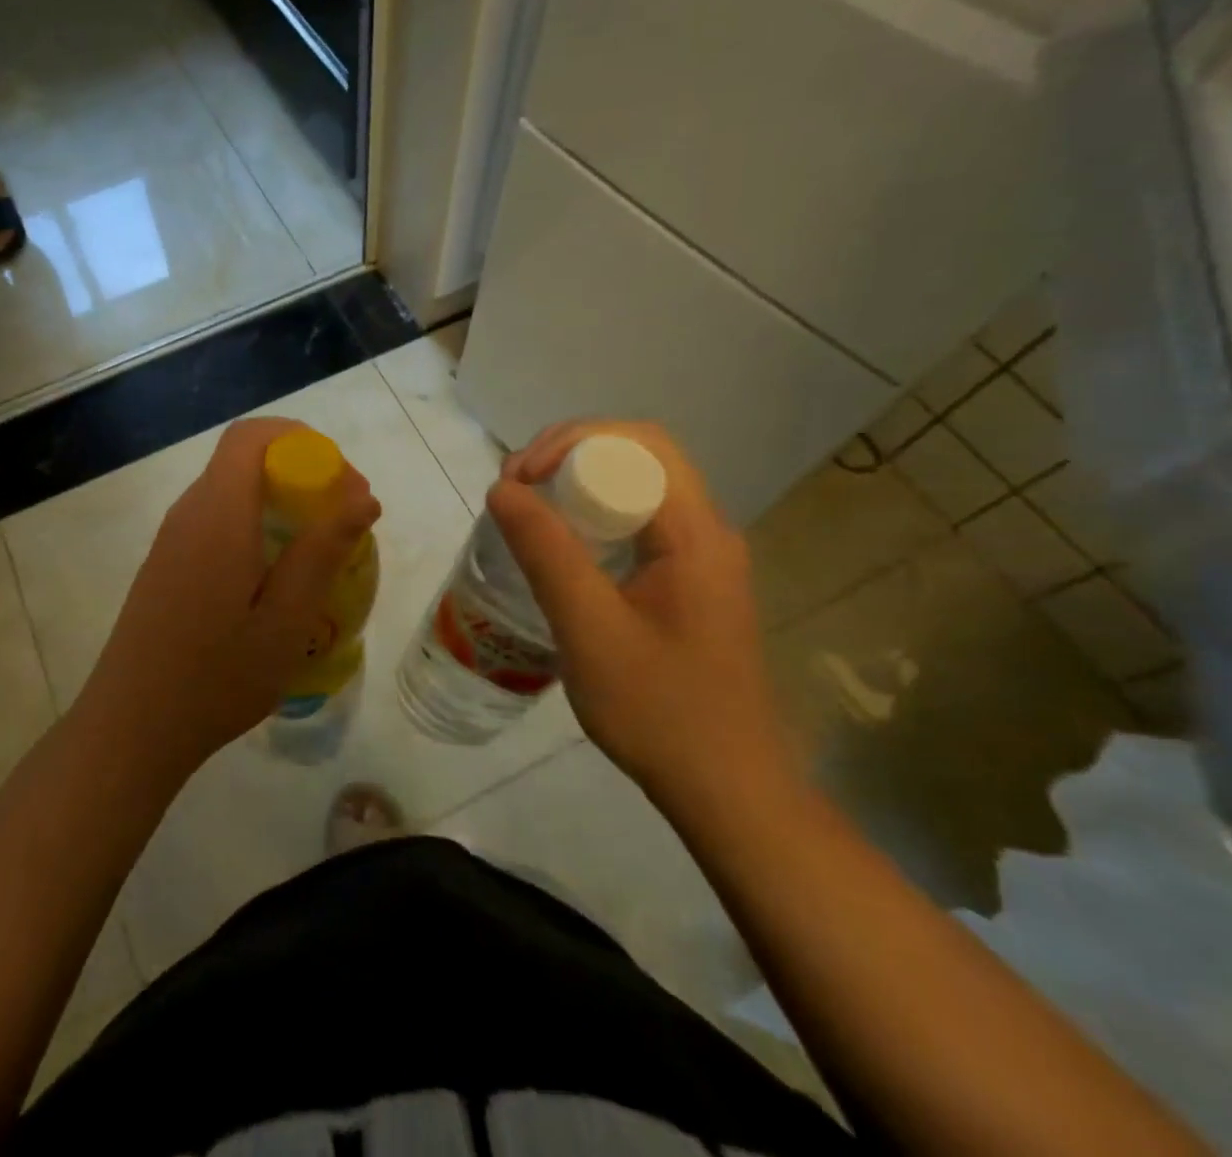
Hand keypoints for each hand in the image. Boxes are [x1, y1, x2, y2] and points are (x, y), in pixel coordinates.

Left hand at [81, 418, 381, 772]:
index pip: (252, 436)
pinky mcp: (166, 564)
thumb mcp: (285, 620)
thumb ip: (322, 552)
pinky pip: (216, 520)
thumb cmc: (216, 678)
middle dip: (301, 472)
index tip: (342, 483)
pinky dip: (256, 525)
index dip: (302, 441)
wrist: (132, 729)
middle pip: (245, 460)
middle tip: (344, 520)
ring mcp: (172, 539)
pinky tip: (276, 578)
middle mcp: (189, 513)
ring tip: (319, 550)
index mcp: (217, 515)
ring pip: (232, 491)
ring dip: (280, 501)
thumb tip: (363, 498)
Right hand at [489, 421, 794, 814]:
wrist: (728, 791)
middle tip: (515, 489)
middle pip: (637, 457)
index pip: (640, 443)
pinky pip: (634, 525)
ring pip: (634, 490)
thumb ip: (546, 553)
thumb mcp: (590, 629)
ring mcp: (698, 559)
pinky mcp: (685, 584)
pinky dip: (589, 519)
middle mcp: (705, 532)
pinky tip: (557, 550)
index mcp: (695, 533)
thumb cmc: (660, 711)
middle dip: (568, 457)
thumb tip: (503, 489)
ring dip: (577, 486)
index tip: (521, 477)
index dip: (573, 440)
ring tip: (525, 511)